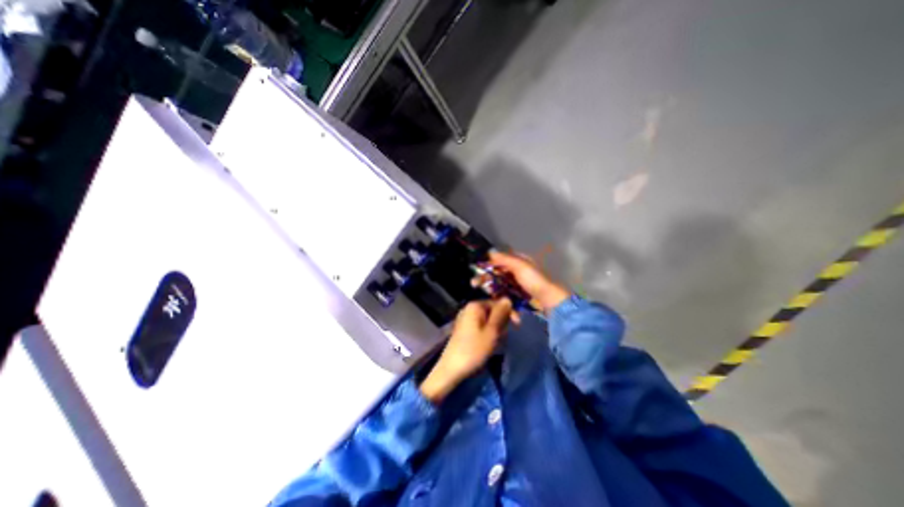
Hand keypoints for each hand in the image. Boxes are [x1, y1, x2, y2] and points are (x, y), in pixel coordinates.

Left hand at [419, 302, 510, 403]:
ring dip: (496, 330)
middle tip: (504, 337)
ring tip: (497, 343)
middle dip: (501, 322)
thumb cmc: (474, 349)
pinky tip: (489, 345)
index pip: (497, 302)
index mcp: (475, 306)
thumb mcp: (492, 331)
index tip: (518, 325)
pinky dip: (488, 333)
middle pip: (492, 311)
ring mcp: (465, 319)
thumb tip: (508, 298)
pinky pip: (481, 326)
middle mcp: (469, 309)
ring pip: (488, 320)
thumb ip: (500, 314)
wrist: (452, 369)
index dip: (509, 312)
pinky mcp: (464, 329)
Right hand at [483, 250, 565, 311]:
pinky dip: (502, 299)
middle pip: (497, 274)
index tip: (477, 272)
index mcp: (518, 262)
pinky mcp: (518, 296)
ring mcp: (517, 285)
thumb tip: (490, 251)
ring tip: (486, 296)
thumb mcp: (520, 266)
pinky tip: (499, 303)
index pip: (498, 262)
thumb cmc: (535, 281)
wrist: (549, 301)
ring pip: (499, 286)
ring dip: (492, 290)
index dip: (487, 266)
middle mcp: (516, 272)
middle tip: (474, 284)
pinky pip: (506, 295)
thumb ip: (505, 259)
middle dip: (485, 279)